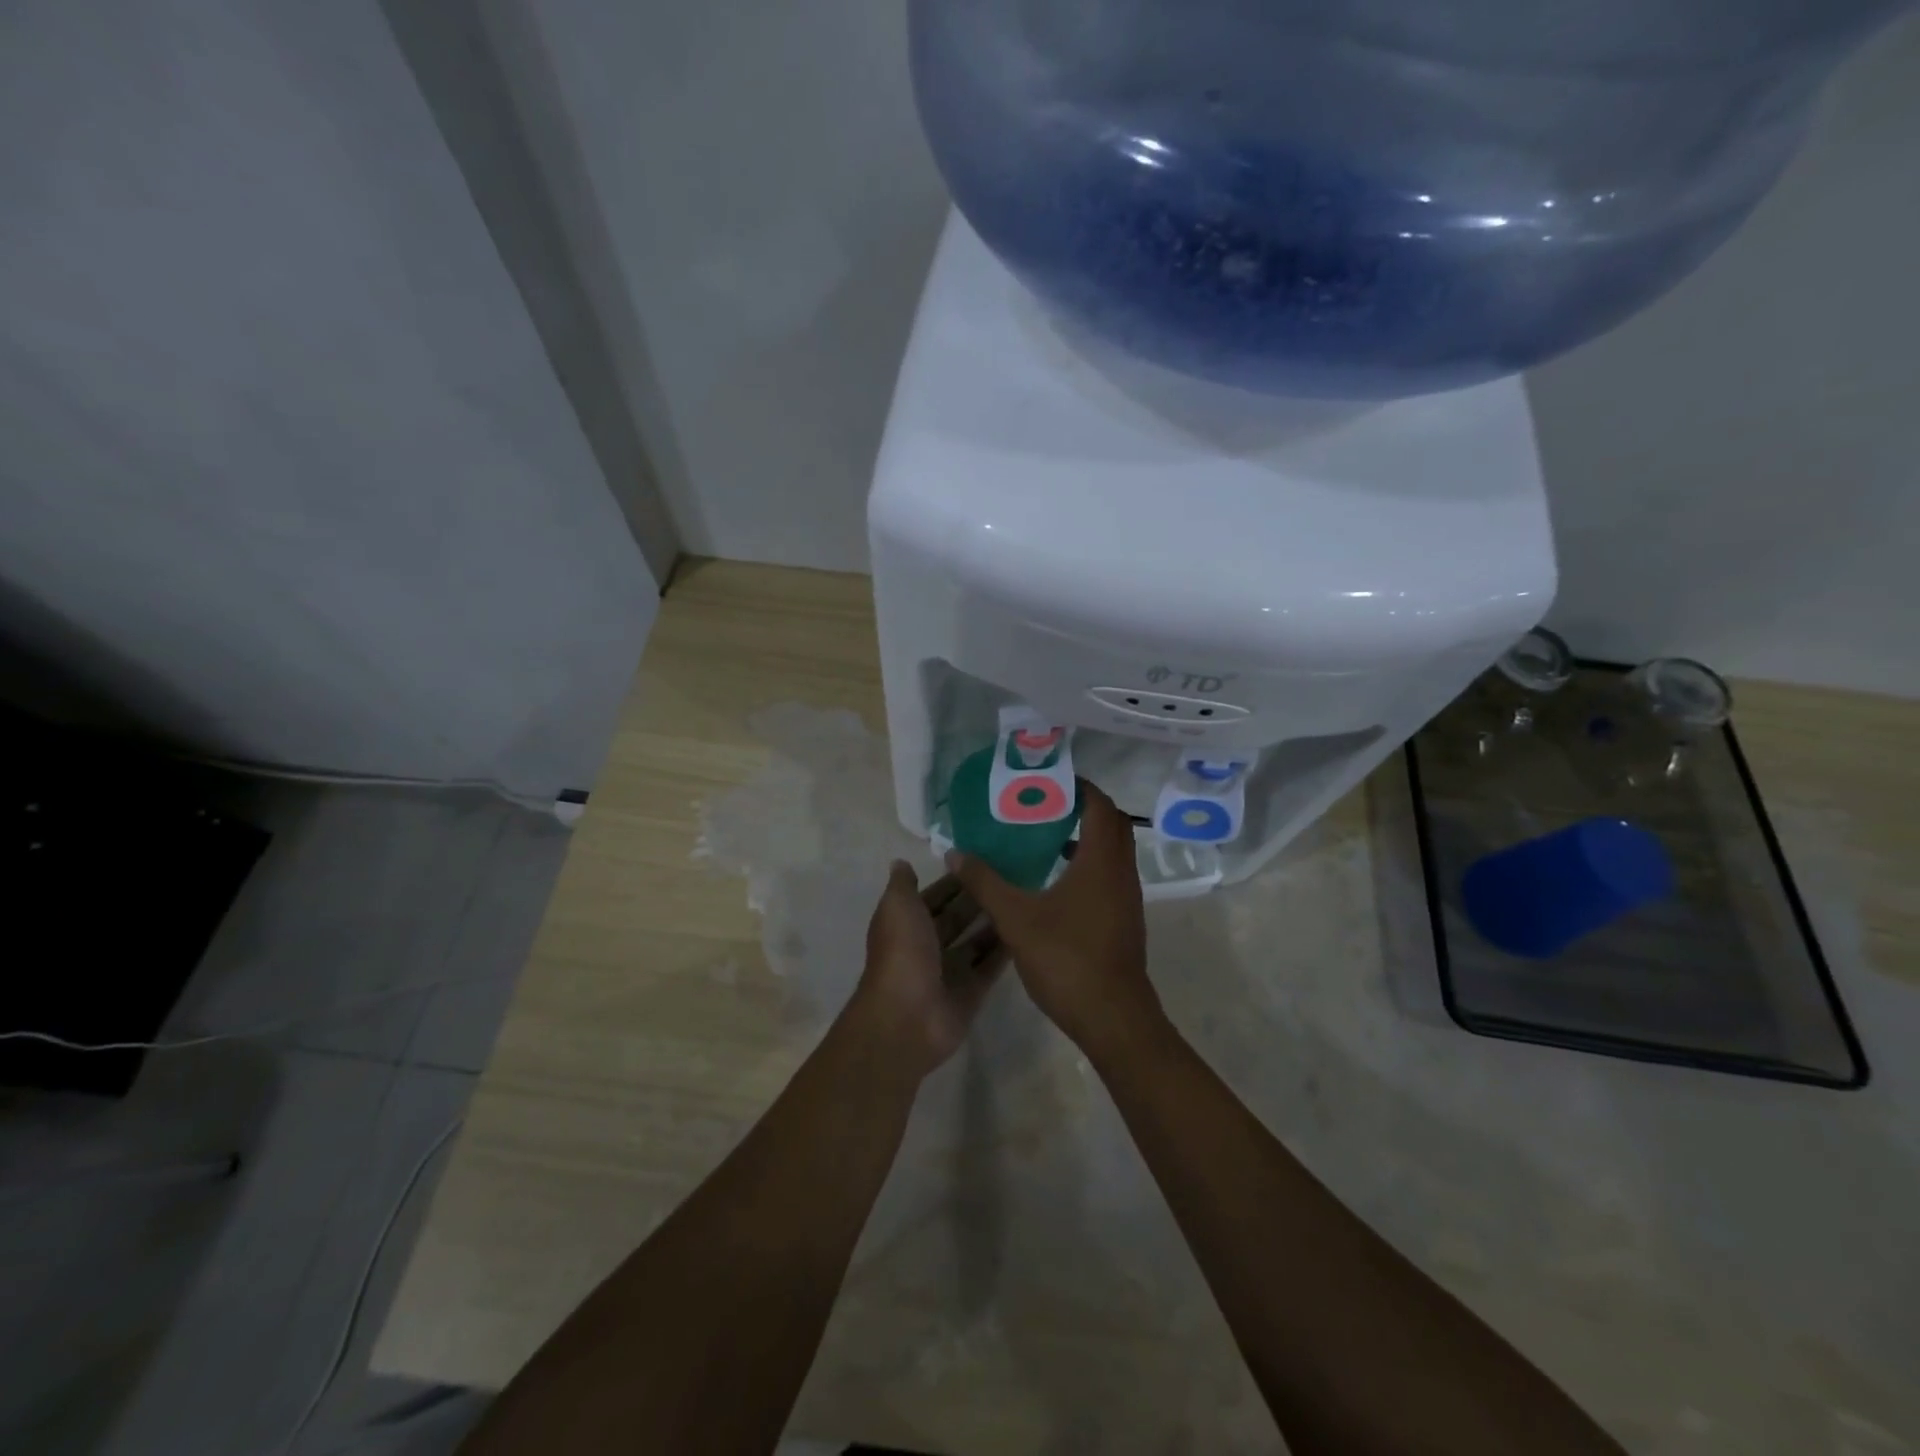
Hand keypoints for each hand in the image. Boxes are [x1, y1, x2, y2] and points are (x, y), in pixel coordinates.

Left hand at [849, 862, 1007, 1081]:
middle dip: (978, 898)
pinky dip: (1005, 950)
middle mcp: (927, 945)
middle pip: (957, 917)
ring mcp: (950, 970)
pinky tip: (1028, 929)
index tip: (983, 859)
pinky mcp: (971, 992)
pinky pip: (991, 966)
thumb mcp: (898, 907)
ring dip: (994, 922)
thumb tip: (901, 863)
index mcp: (907, 923)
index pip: (934, 896)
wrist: (907, 1016)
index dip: (954, 879)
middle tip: (1013, 875)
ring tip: (1025, 897)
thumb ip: (903, 885)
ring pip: (976, 940)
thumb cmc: (902, 952)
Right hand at [949, 782, 1163, 1059]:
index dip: (1078, 786)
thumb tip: (955, 852)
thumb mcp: (1016, 918)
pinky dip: (1088, 863)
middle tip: (1044, 804)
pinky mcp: (1124, 918)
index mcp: (1101, 861)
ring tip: (1044, 835)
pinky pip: (1109, 874)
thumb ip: (985, 882)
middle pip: (1111, 823)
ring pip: (1112, 851)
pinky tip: (1054, 879)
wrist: (1113, 1018)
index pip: (1099, 805)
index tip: (1047, 780)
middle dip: (1082, 807)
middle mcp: (1120, 872)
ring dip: (1086, 836)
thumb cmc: (1067, 959)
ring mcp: (1126, 897)